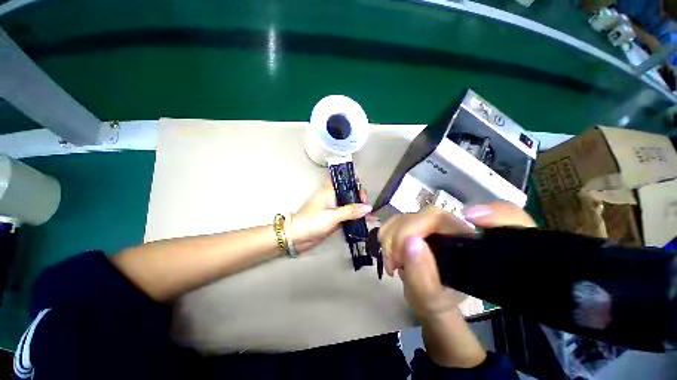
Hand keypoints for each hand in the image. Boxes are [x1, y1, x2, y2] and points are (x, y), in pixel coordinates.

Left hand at [291, 177, 370, 252]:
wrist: (298, 237)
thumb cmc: (311, 222)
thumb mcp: (332, 216)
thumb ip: (350, 211)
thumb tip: (368, 207)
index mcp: (329, 191)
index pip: (342, 179)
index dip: (351, 179)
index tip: (360, 185)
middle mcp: (333, 197)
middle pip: (349, 191)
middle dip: (359, 195)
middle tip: (366, 203)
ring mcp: (334, 208)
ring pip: (350, 203)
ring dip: (359, 207)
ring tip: (370, 213)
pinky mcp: (335, 218)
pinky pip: (348, 214)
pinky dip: (356, 216)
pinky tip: (365, 219)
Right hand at [378, 202, 534, 318]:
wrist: (430, 299)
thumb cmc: (437, 301)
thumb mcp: (431, 297)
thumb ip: (422, 273)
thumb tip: (411, 241)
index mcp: (461, 239)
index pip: (436, 218)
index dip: (412, 227)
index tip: (400, 253)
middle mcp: (444, 225)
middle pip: (414, 217)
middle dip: (396, 239)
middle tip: (394, 264)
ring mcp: (425, 224)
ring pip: (400, 218)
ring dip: (388, 240)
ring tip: (393, 264)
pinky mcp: (411, 225)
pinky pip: (392, 223)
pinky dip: (385, 238)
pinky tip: (390, 255)